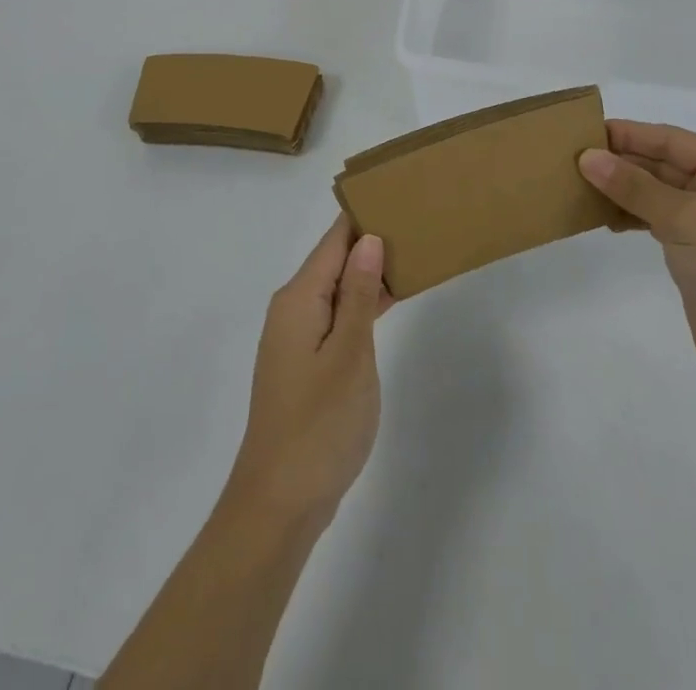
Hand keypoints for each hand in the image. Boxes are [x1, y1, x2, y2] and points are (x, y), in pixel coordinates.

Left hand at [227, 219, 387, 530]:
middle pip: (334, 260)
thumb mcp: (348, 354)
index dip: (363, 215)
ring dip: (368, 273)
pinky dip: (361, 305)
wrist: (279, 502)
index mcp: (298, 298)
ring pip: (336, 289)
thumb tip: (368, 240)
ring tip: (412, 252)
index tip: (396, 193)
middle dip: (371, 241)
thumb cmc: (318, 424)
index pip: (333, 240)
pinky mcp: (305, 362)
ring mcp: (297, 337)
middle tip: (417, 221)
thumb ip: (357, 295)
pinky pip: (336, 316)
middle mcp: (292, 308)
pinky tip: (388, 302)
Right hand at [580, 120, 695, 397]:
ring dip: (621, 189)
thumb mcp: (684, 218)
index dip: (628, 134)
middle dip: (621, 161)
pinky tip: (603, 218)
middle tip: (572, 159)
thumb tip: (587, 156)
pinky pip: (656, 219)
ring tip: (579, 186)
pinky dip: (630, 215)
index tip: (583, 131)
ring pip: (656, 192)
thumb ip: (634, 185)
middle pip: (663, 163)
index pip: (671, 140)